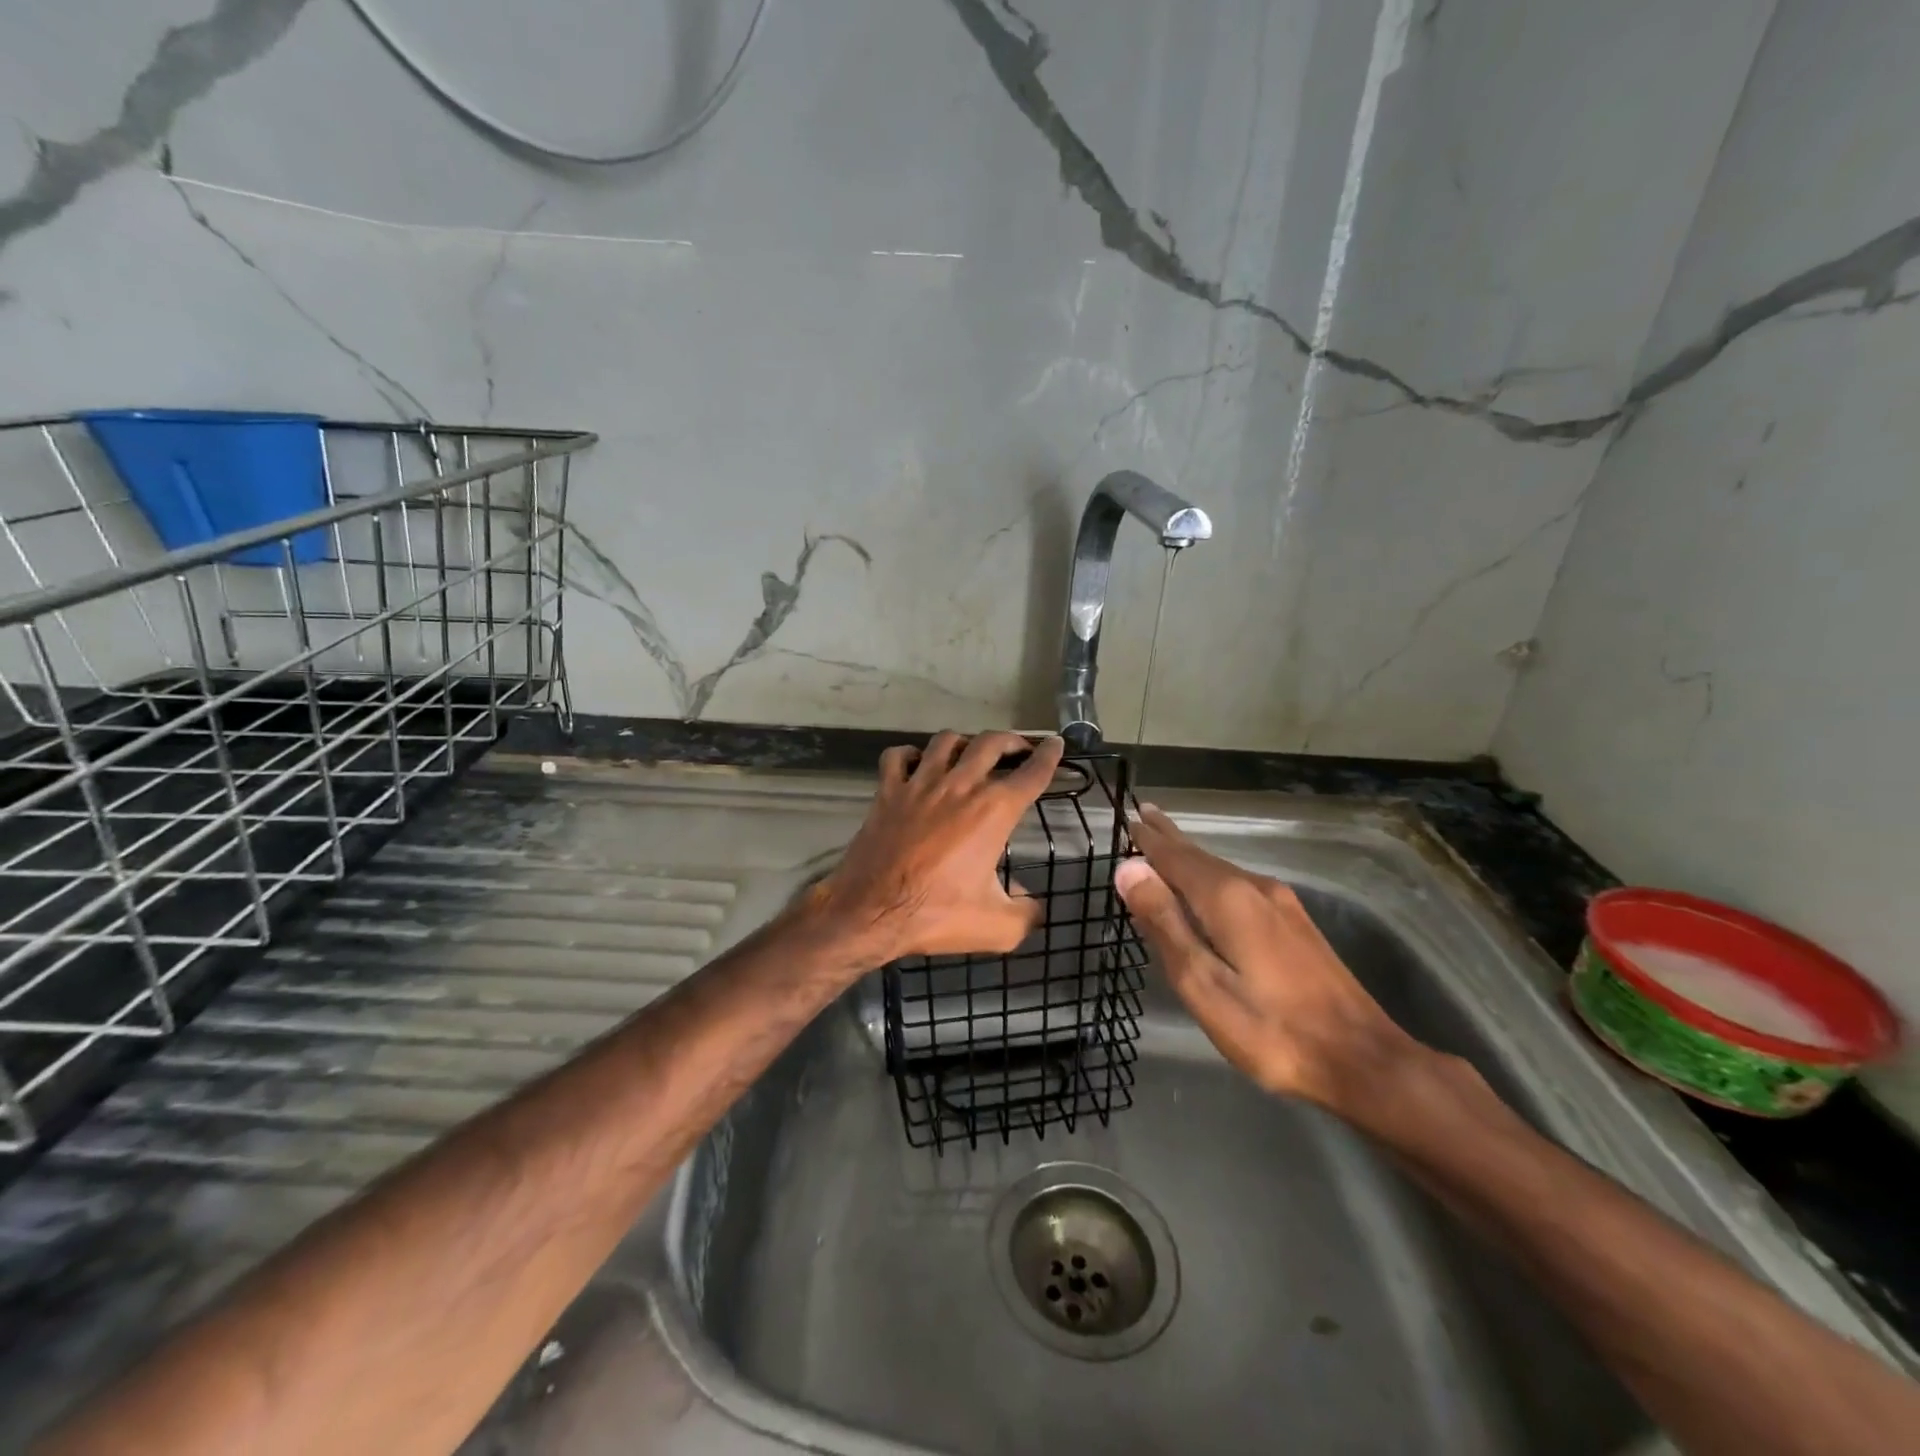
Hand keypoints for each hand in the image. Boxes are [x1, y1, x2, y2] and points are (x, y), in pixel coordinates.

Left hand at [804, 731, 1065, 963]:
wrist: (871, 912)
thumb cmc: (937, 915)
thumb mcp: (998, 928)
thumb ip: (1027, 913)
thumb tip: (1033, 905)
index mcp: (993, 811)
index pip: (1031, 773)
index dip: (1049, 756)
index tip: (1056, 745)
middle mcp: (960, 786)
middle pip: (991, 743)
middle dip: (1011, 740)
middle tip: (1018, 748)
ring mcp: (920, 784)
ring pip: (946, 741)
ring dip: (964, 741)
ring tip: (970, 752)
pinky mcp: (887, 791)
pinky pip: (898, 756)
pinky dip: (910, 754)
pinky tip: (917, 764)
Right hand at [1113, 805, 1423, 1114]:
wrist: (1362, 1060)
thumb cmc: (1270, 1029)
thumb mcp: (1202, 983)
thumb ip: (1164, 923)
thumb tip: (1128, 869)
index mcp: (1227, 898)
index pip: (1175, 857)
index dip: (1148, 841)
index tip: (1126, 818)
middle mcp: (1254, 887)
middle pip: (1200, 855)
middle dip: (1169, 837)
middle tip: (1144, 813)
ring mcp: (1280, 904)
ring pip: (1221, 869)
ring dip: (1189, 855)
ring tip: (1165, 843)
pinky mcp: (1294, 923)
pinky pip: (1239, 885)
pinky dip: (1210, 875)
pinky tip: (1207, 885)